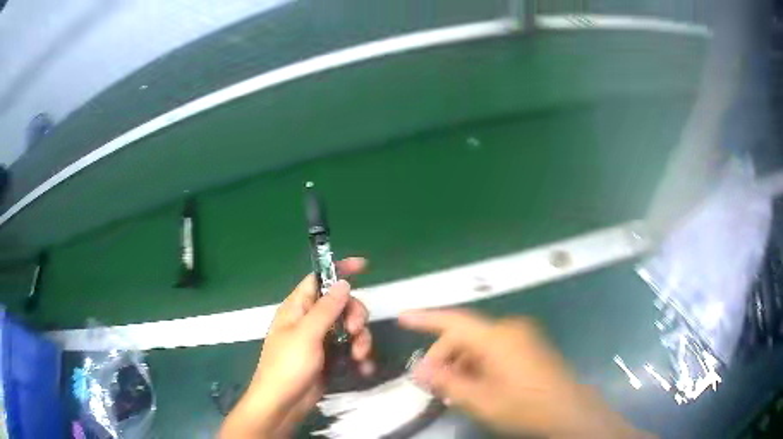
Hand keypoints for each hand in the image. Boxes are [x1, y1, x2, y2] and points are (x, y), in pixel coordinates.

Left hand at [220, 258, 372, 438]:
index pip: (318, 279)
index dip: (338, 270)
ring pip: (349, 326)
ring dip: (360, 338)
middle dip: (354, 314)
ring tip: (360, 356)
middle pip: (341, 303)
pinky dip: (360, 355)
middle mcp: (310, 320)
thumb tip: (343, 282)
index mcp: (297, 308)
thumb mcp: (306, 335)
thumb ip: (326, 309)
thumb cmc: (287, 366)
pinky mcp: (330, 358)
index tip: (364, 266)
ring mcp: (321, 340)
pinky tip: (363, 367)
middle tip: (354, 331)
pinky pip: (350, 348)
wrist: (283, 404)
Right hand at [399, 309, 648, 437]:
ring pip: (480, 344)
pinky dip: (479, 364)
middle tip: (431, 383)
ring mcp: (523, 337)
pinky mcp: (531, 347)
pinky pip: (495, 349)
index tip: (402, 317)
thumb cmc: (526, 406)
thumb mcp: (481, 400)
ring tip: (452, 390)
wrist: (570, 411)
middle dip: (444, 356)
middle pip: (466, 335)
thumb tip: (419, 370)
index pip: (454, 320)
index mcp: (498, 337)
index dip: (426, 318)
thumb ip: (448, 383)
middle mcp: (511, 329)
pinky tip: (475, 385)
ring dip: (461, 363)